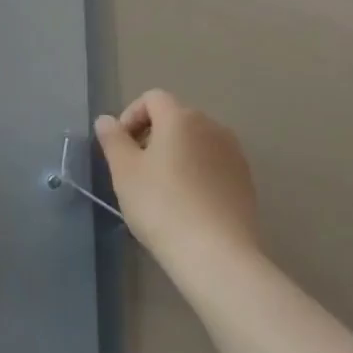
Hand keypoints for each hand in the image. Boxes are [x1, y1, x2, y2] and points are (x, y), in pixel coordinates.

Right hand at [94, 90, 261, 270]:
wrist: (216, 254)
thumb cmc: (162, 205)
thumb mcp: (124, 171)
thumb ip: (113, 139)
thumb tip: (106, 120)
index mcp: (180, 118)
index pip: (152, 98)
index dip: (131, 116)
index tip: (120, 147)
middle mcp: (211, 126)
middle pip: (176, 118)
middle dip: (152, 135)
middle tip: (136, 169)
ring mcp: (233, 153)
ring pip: (196, 141)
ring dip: (176, 153)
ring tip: (162, 188)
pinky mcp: (246, 180)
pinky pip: (213, 163)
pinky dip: (197, 172)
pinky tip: (188, 203)